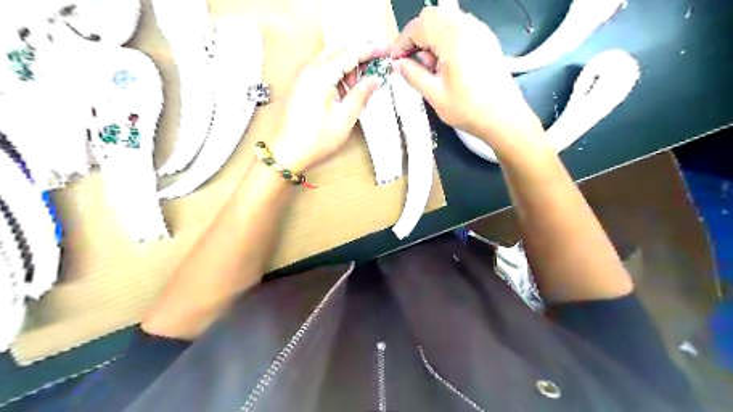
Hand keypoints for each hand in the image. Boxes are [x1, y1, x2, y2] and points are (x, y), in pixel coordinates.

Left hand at [272, 43, 387, 171]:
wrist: (287, 152)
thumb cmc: (315, 139)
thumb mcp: (344, 118)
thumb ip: (361, 95)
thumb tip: (375, 80)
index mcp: (320, 75)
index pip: (350, 53)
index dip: (371, 50)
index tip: (386, 51)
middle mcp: (309, 69)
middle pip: (339, 51)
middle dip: (360, 57)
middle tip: (376, 69)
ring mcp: (303, 76)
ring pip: (330, 59)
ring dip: (348, 67)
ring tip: (360, 87)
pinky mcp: (301, 85)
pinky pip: (322, 70)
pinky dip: (337, 74)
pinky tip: (345, 91)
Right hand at [389, 4, 542, 154]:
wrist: (504, 117)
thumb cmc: (468, 109)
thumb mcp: (435, 95)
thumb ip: (413, 75)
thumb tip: (398, 64)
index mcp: (453, 38)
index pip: (419, 26)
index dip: (402, 42)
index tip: (396, 61)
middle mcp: (467, 26)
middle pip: (432, 17)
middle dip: (416, 37)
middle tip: (413, 63)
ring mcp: (479, 30)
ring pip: (446, 20)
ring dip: (431, 37)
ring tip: (431, 67)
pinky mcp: (486, 39)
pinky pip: (459, 27)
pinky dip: (446, 39)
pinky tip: (447, 64)